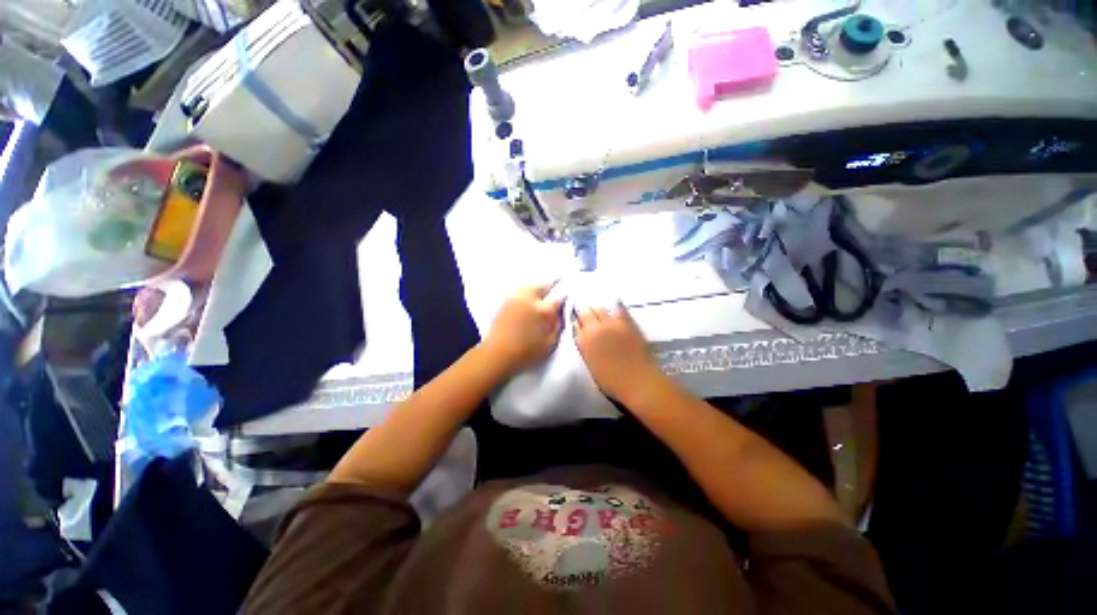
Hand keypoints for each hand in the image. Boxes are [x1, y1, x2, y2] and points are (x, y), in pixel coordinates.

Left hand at [484, 282, 564, 371]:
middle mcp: (530, 300)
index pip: (558, 298)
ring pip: (528, 285)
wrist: (498, 354)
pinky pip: (517, 291)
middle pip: (542, 286)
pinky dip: (524, 291)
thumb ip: (558, 326)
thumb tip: (560, 315)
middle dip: (549, 286)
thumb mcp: (550, 344)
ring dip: (536, 286)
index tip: (564, 300)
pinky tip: (525, 298)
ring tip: (539, 290)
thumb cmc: (526, 353)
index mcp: (544, 311)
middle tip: (554, 287)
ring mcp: (515, 299)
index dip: (563, 299)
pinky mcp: (504, 303)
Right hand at [575, 304, 663, 403]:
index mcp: (584, 340)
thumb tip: (583, 335)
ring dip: (598, 310)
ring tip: (600, 315)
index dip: (577, 323)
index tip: (579, 324)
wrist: (637, 381)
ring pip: (600, 308)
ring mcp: (613, 323)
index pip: (575, 323)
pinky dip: (614, 310)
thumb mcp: (590, 363)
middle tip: (587, 316)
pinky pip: (618, 310)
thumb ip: (585, 346)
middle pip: (586, 311)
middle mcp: (595, 328)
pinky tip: (615, 313)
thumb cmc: (611, 380)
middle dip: (585, 312)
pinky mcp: (628, 322)